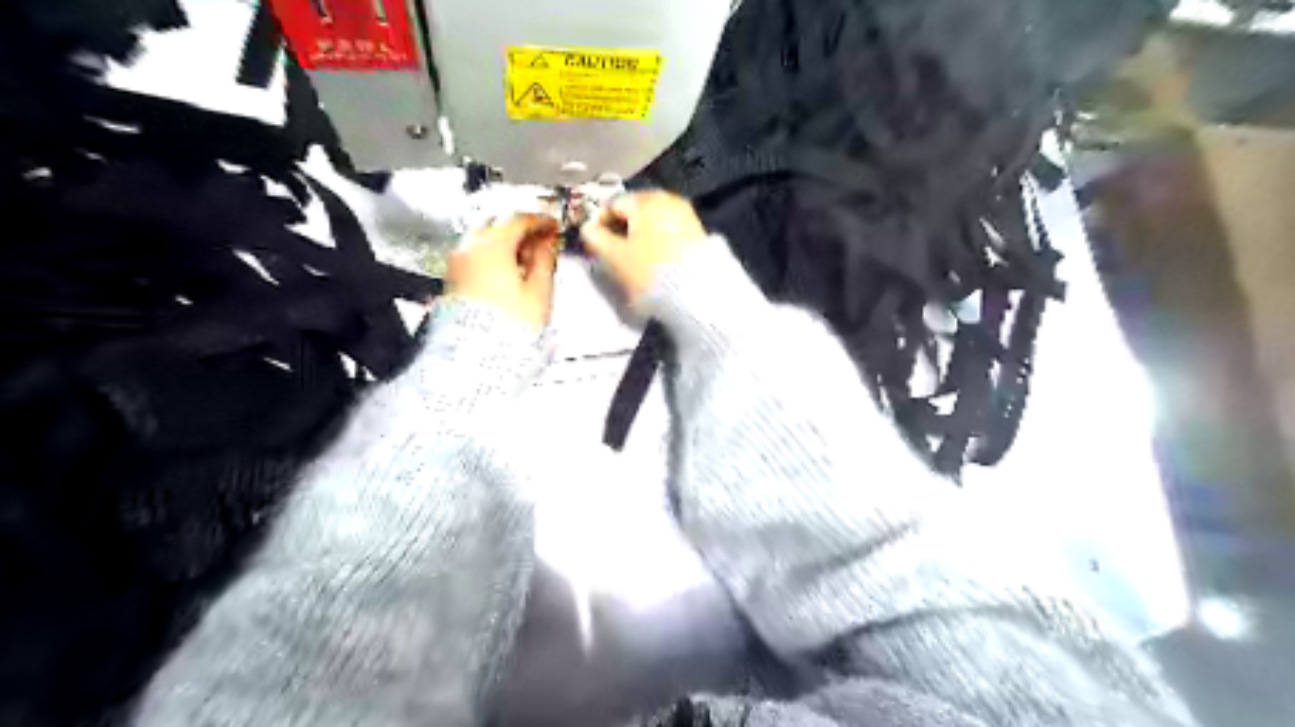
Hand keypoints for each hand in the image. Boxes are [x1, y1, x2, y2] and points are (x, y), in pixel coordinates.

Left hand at [449, 212, 557, 330]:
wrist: (478, 354)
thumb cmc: (508, 327)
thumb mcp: (539, 291)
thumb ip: (545, 261)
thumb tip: (547, 245)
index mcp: (492, 246)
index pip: (519, 219)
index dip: (540, 220)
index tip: (552, 225)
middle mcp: (470, 248)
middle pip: (497, 222)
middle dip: (520, 227)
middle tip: (540, 237)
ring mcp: (458, 262)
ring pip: (483, 237)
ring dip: (505, 240)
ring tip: (526, 256)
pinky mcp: (453, 278)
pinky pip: (474, 253)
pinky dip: (492, 253)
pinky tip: (508, 269)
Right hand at [583, 190, 712, 306]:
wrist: (696, 291)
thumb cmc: (649, 271)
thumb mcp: (615, 257)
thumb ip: (596, 239)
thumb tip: (588, 228)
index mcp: (645, 200)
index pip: (612, 204)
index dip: (599, 223)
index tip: (595, 244)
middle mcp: (667, 199)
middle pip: (635, 211)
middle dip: (622, 229)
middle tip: (614, 253)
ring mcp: (686, 214)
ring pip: (653, 221)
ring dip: (640, 236)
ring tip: (635, 260)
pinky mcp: (697, 232)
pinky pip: (669, 231)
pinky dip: (658, 241)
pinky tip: (655, 261)